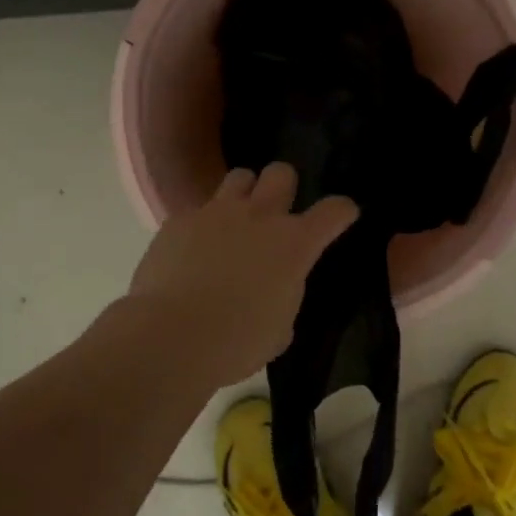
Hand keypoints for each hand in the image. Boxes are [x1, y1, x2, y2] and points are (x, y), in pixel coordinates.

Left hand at [126, 163, 358, 385]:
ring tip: (235, 219)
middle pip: (281, 173)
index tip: (343, 214)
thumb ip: (285, 296)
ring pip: (239, 177)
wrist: (172, 337)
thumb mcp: (280, 328)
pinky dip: (202, 226)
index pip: (333, 211)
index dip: (342, 211)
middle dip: (285, 186)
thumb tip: (276, 289)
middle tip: (277, 211)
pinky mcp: (179, 220)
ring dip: (244, 194)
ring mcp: (216, 213)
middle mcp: (258, 217)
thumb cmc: (237, 342)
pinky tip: (192, 251)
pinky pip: (197, 210)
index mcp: (294, 245)